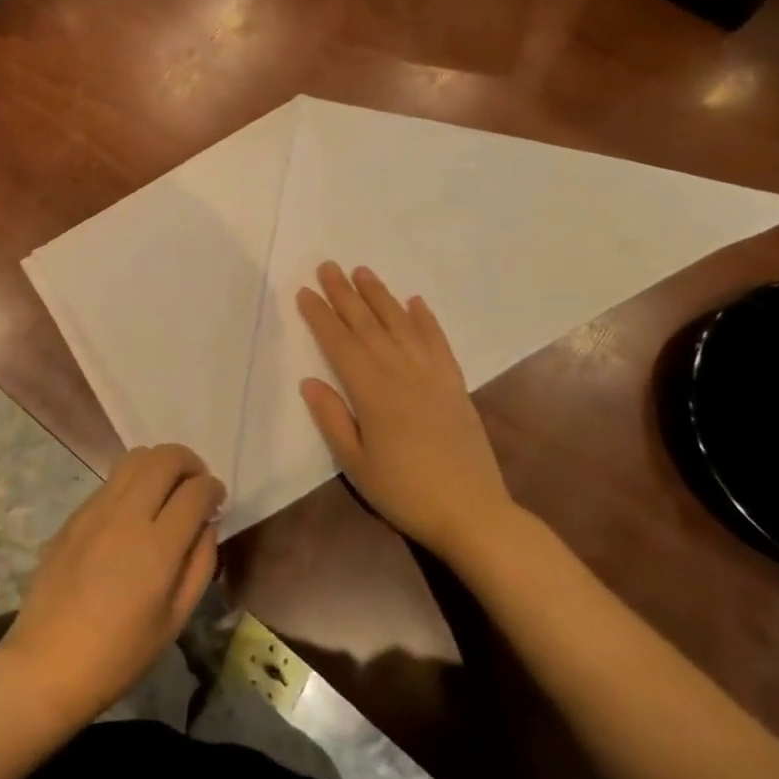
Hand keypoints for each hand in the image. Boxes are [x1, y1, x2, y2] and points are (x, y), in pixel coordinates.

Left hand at [0, 444, 223, 726]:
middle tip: (196, 485)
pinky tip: (135, 510)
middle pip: (165, 458)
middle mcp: (127, 515)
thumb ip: (200, 563)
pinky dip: (134, 480)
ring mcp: (96, 509)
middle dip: (190, 463)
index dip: (213, 489)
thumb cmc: (120, 654)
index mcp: (158, 547)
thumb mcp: (175, 619)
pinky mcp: (75, 514)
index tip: (217, 499)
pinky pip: (112, 479)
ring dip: (160, 463)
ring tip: (167, 489)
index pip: (196, 491)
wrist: (48, 663)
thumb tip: (207, 523)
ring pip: (136, 457)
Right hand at [297, 262, 519, 557]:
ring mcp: (432, 376)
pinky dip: (425, 319)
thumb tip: (309, 381)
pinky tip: (415, 302)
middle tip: (328, 266)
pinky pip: (437, 342)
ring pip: (401, 325)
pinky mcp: (454, 385)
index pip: (340, 344)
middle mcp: (401, 373)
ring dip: (381, 296)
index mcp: (372, 392)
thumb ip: (332, 419)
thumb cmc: (405, 492)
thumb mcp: (356, 464)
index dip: (321, 316)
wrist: (473, 512)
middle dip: (345, 294)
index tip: (305, 291)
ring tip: (363, 272)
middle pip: (368, 325)